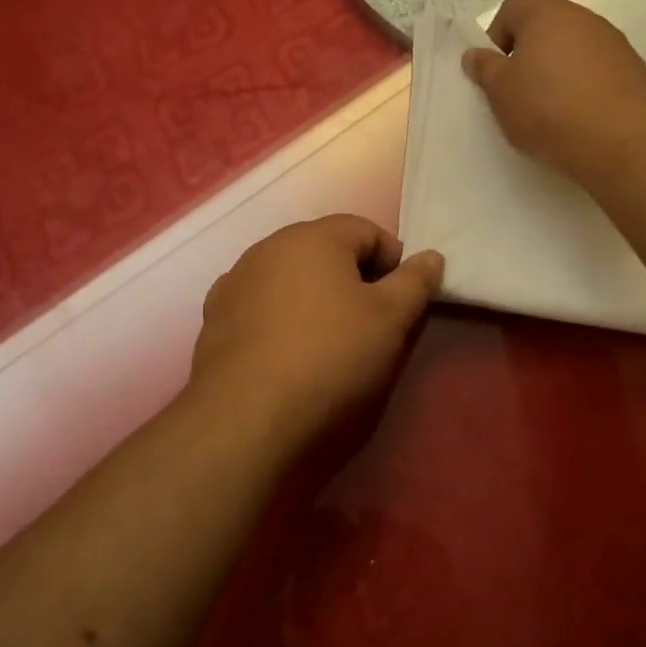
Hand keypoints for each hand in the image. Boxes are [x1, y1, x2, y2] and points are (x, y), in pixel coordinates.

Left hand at [189, 215, 443, 445]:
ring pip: (290, 277)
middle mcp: (268, 246)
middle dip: (352, 277)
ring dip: (313, 296)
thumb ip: (415, 282)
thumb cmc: (330, 356)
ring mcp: (236, 281)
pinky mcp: (214, 317)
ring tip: (326, 340)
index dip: (393, 262)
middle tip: (369, 323)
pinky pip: (260, 304)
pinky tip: (286, 353)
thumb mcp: (390, 319)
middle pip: (325, 250)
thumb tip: (431, 256)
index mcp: (313, 236)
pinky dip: (279, 317)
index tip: (400, 301)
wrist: (246, 416)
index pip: (366, 230)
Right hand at [462, 0, 645, 183]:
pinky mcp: (634, 70)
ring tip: (551, 110)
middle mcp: (583, 18)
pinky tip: (580, 117)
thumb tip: (475, 54)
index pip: (512, 8)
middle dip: (528, 56)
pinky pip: (598, 71)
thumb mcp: (501, 93)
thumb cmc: (548, 110)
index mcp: (546, 14)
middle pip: (545, 28)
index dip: (496, 37)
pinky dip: (584, 87)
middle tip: (519, 93)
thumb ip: (485, 69)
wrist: (622, 142)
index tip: (495, 73)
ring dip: (558, 72)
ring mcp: (614, 43)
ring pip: (574, 50)